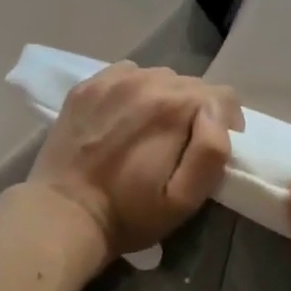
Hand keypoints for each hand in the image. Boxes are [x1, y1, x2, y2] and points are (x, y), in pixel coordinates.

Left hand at [26, 62, 244, 262]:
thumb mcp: (185, 199)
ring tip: (154, 130)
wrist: (63, 215)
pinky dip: (136, 91)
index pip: (222, 96)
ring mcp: (113, 80)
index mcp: (174, 107)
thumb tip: (217, 115)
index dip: (227, 122)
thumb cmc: (130, 213)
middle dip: (196, 111)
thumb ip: (211, 152)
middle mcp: (146, 81)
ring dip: (166, 99)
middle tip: (183, 144)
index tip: (213, 147)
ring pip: (161, 77)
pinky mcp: (87, 86)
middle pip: (192, 84)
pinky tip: (126, 118)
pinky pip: (128, 75)